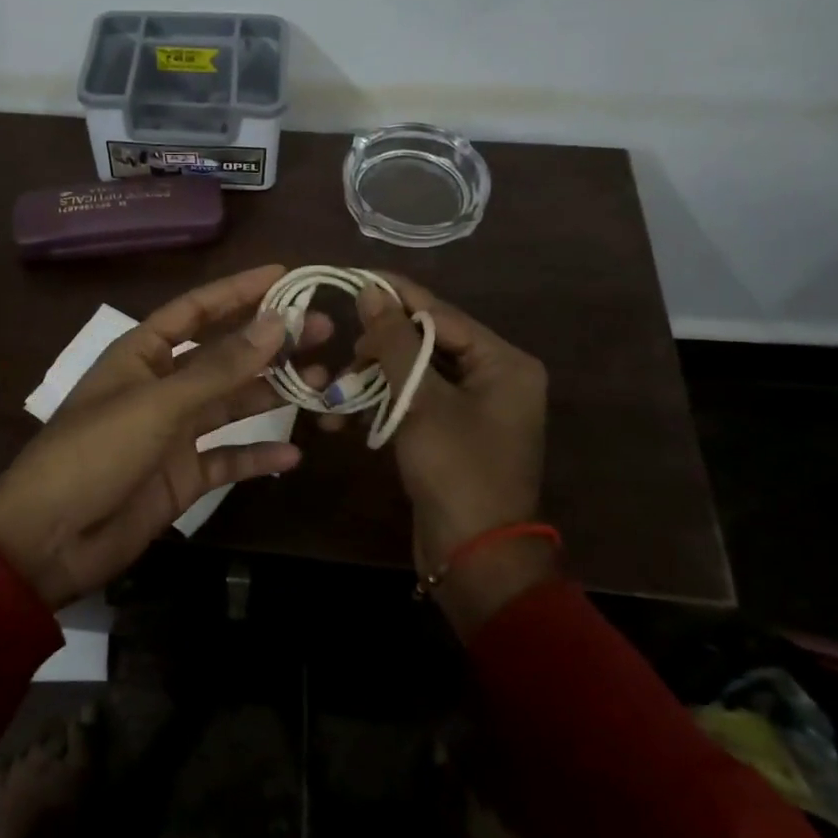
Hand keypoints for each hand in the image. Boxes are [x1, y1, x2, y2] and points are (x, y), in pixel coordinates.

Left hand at [0, 264, 330, 608]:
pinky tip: (293, 455)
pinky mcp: (181, 477)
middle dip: (269, 342)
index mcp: (142, 355)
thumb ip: (220, 367)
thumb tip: (277, 322)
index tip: (285, 276)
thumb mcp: (159, 404)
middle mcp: (161, 387)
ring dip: (273, 393)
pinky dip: (257, 457)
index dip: (238, 291)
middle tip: (323, 330)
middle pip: (223, 355)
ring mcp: (172, 433)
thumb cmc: (96, 453)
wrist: (49, 539)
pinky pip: (227, 459)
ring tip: (323, 381)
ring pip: (231, 404)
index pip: (197, 310)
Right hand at [349, 274, 552, 633]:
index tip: (349, 280)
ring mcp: (475, 406)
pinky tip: (347, 421)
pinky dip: (383, 406)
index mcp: (504, 362)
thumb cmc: (456, 470)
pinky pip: (414, 402)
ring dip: (373, 382)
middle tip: (343, 360)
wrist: (475, 557)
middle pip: (426, 342)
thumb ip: (395, 341)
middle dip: (378, 350)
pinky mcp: (453, 432)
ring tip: (334, 397)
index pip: (439, 313)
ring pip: (414, 373)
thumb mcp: (421, 400)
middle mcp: (495, 376)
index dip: (393, 296)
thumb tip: (370, 290)